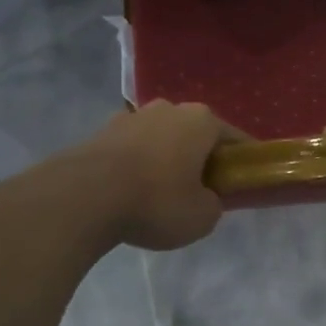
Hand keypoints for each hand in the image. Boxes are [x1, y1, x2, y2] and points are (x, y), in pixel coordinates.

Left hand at [78, 102, 240, 250]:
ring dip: (166, 159)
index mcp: (201, 120)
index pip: (234, 138)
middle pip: (195, 134)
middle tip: (201, 190)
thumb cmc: (156, 201)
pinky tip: (132, 191)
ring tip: (161, 193)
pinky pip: (132, 149)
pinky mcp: (102, 132)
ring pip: (161, 139)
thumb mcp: (202, 217)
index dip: (241, 161)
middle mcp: (169, 108)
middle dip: (200, 157)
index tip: (242, 181)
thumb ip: (213, 204)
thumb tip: (205, 198)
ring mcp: (132, 116)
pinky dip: (137, 165)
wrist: (84, 197)